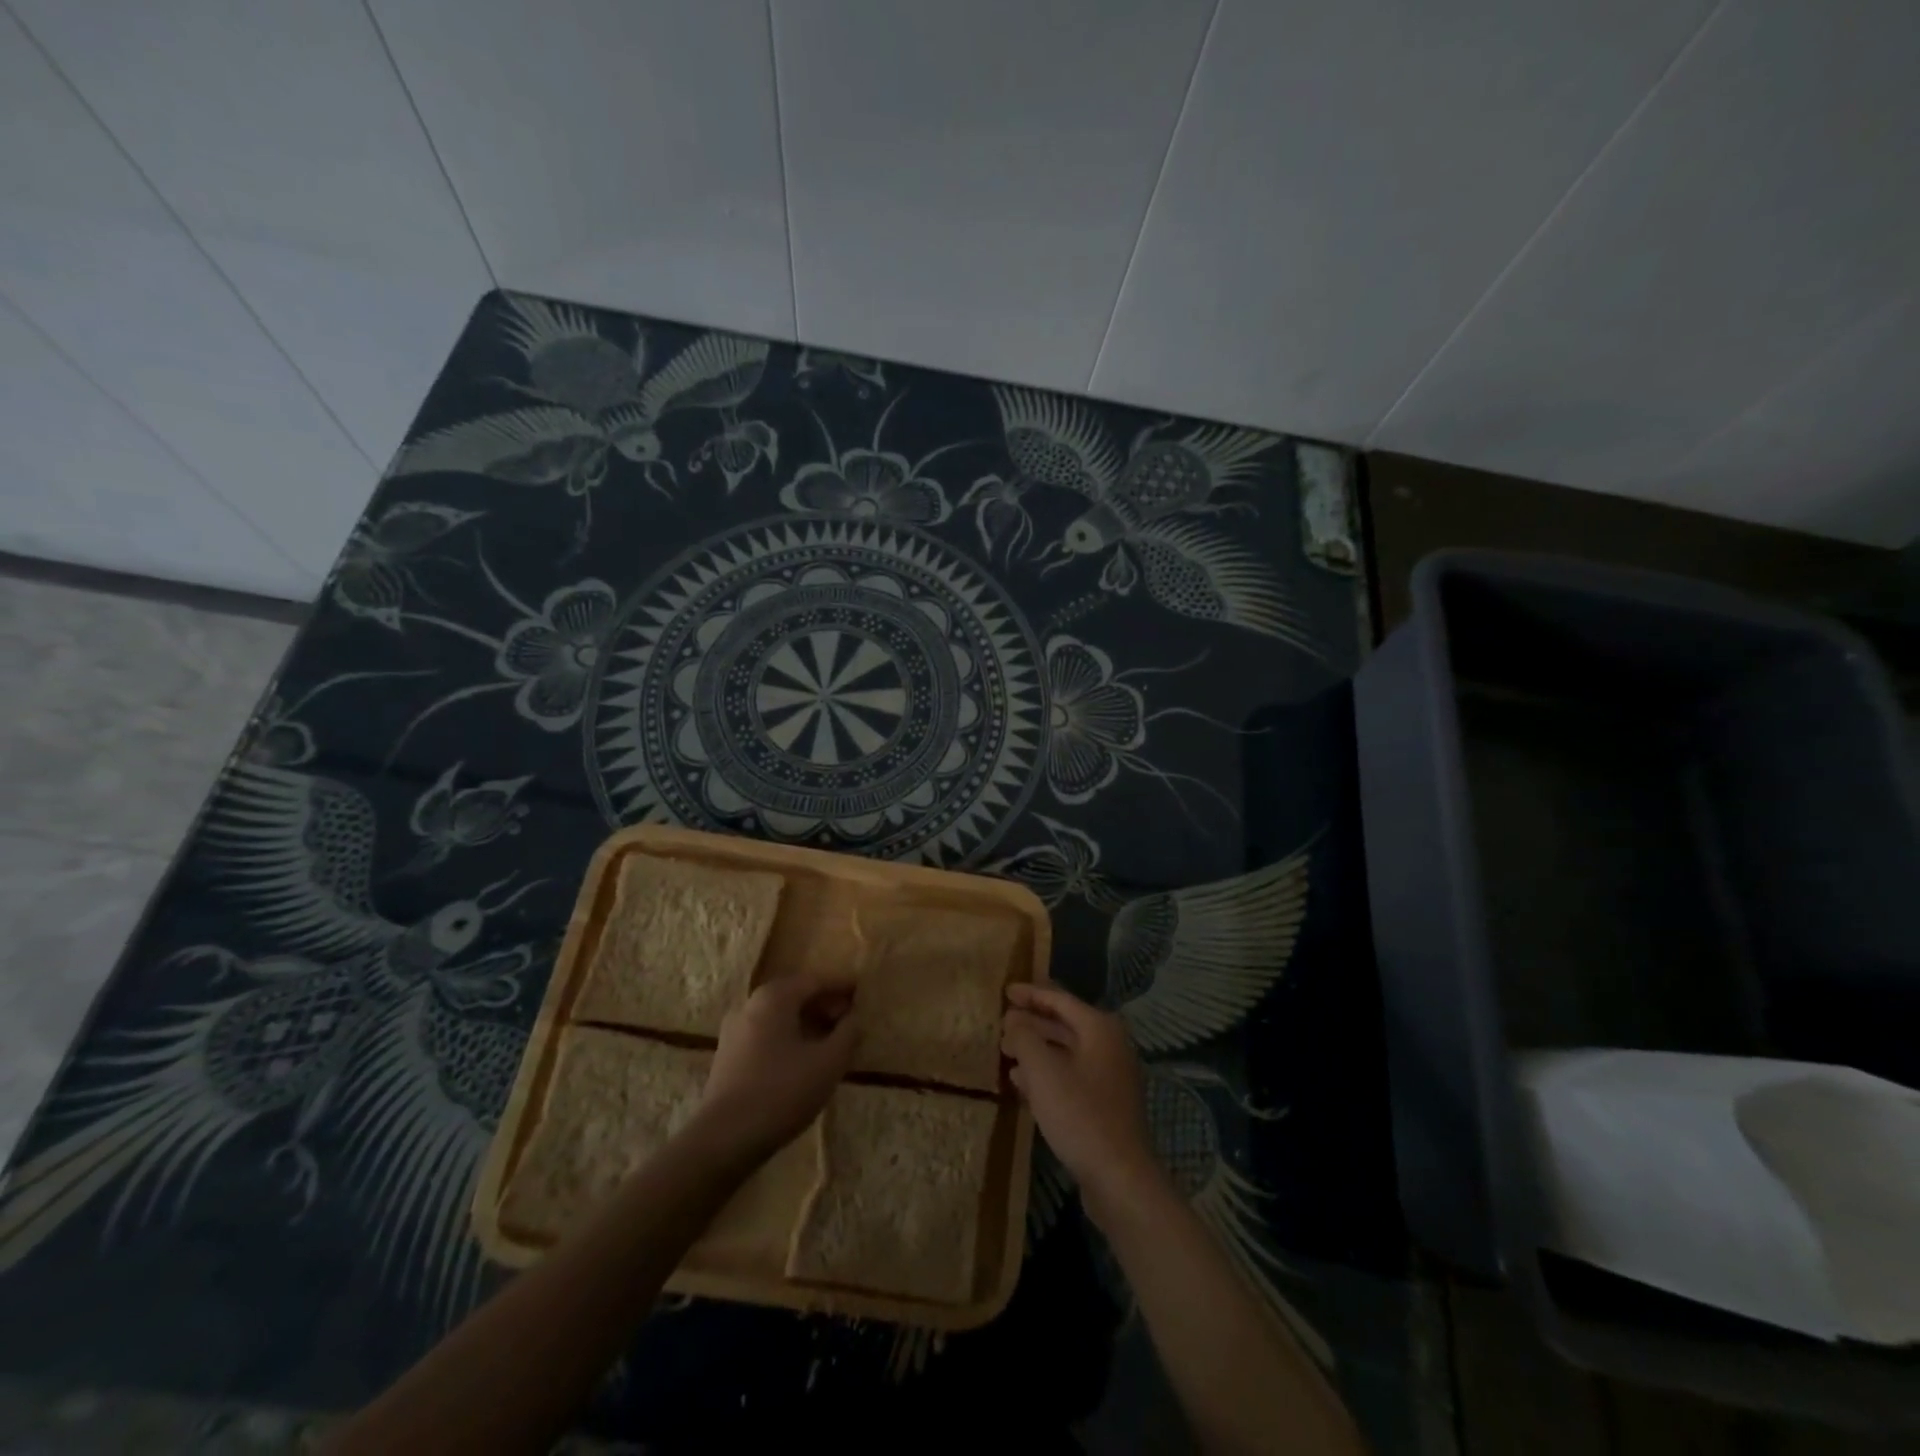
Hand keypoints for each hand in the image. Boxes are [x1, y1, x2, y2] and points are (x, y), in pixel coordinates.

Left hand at [693, 972, 859, 1164]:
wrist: (725, 1138)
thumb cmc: (782, 1091)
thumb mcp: (828, 1062)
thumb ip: (848, 1034)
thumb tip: (854, 1018)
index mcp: (774, 997)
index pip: (815, 980)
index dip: (841, 984)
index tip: (861, 989)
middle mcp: (750, 1004)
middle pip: (794, 995)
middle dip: (823, 1003)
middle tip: (849, 1017)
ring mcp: (734, 1030)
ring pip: (779, 1016)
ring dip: (806, 1022)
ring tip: (830, 1040)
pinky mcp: (728, 1056)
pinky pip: (766, 1034)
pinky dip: (788, 1037)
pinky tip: (803, 1058)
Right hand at [1002, 983, 1161, 1220]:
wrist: (1119, 1178)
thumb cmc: (1080, 1114)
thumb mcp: (1043, 1070)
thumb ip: (1024, 1037)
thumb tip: (1014, 1021)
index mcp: (1099, 1028)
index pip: (1060, 999)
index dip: (1030, 993)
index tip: (1004, 991)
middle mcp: (1109, 1045)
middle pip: (1064, 1023)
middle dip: (1031, 1022)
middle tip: (1001, 1022)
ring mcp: (1109, 1076)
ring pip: (1065, 1052)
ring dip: (1035, 1049)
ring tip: (1005, 1051)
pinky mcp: (1105, 1104)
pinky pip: (1070, 1076)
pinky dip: (1046, 1073)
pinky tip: (1021, 1082)